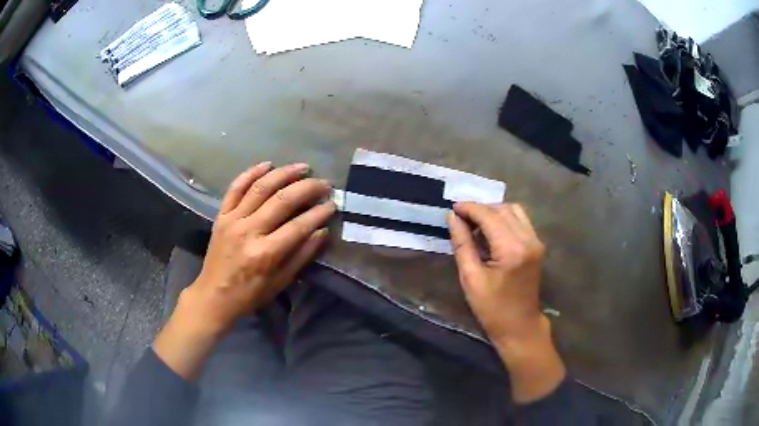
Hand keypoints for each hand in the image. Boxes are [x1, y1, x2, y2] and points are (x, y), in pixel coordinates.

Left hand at [154, 162, 335, 378]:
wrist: (213, 295)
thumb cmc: (250, 294)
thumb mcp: (280, 282)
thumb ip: (302, 256)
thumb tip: (322, 231)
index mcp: (265, 253)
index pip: (298, 226)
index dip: (319, 212)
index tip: (333, 203)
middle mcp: (248, 231)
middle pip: (282, 200)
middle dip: (307, 188)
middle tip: (324, 183)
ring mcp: (232, 220)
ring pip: (260, 187)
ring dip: (284, 173)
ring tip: (302, 167)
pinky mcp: (221, 215)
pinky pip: (236, 187)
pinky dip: (251, 173)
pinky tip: (267, 164)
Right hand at [448, 202, 564, 402]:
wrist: (519, 326)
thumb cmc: (492, 308)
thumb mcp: (471, 278)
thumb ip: (462, 244)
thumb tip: (452, 218)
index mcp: (512, 249)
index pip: (490, 216)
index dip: (470, 208)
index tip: (452, 208)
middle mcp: (528, 239)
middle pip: (503, 209)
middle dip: (481, 208)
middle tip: (461, 218)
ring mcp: (536, 241)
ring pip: (514, 211)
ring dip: (493, 212)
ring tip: (475, 224)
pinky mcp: (537, 245)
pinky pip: (520, 221)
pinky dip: (504, 219)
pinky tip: (490, 231)